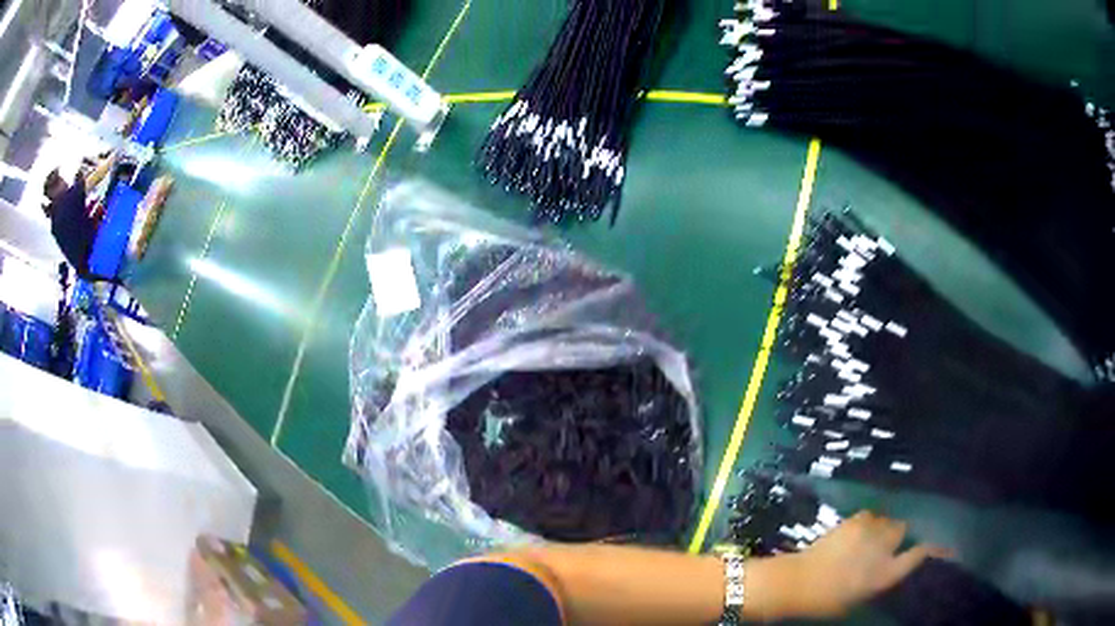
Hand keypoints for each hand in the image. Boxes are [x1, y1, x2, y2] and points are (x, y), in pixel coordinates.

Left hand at [787, 511, 951, 617]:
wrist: (797, 582)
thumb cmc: (826, 601)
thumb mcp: (860, 598)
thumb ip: (881, 580)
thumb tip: (893, 567)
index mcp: (886, 574)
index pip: (920, 554)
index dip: (934, 548)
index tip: (943, 544)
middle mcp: (884, 548)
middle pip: (905, 530)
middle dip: (901, 536)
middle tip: (890, 545)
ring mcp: (870, 531)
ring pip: (890, 520)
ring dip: (886, 528)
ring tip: (873, 538)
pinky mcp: (855, 520)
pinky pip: (872, 515)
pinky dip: (871, 522)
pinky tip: (861, 532)